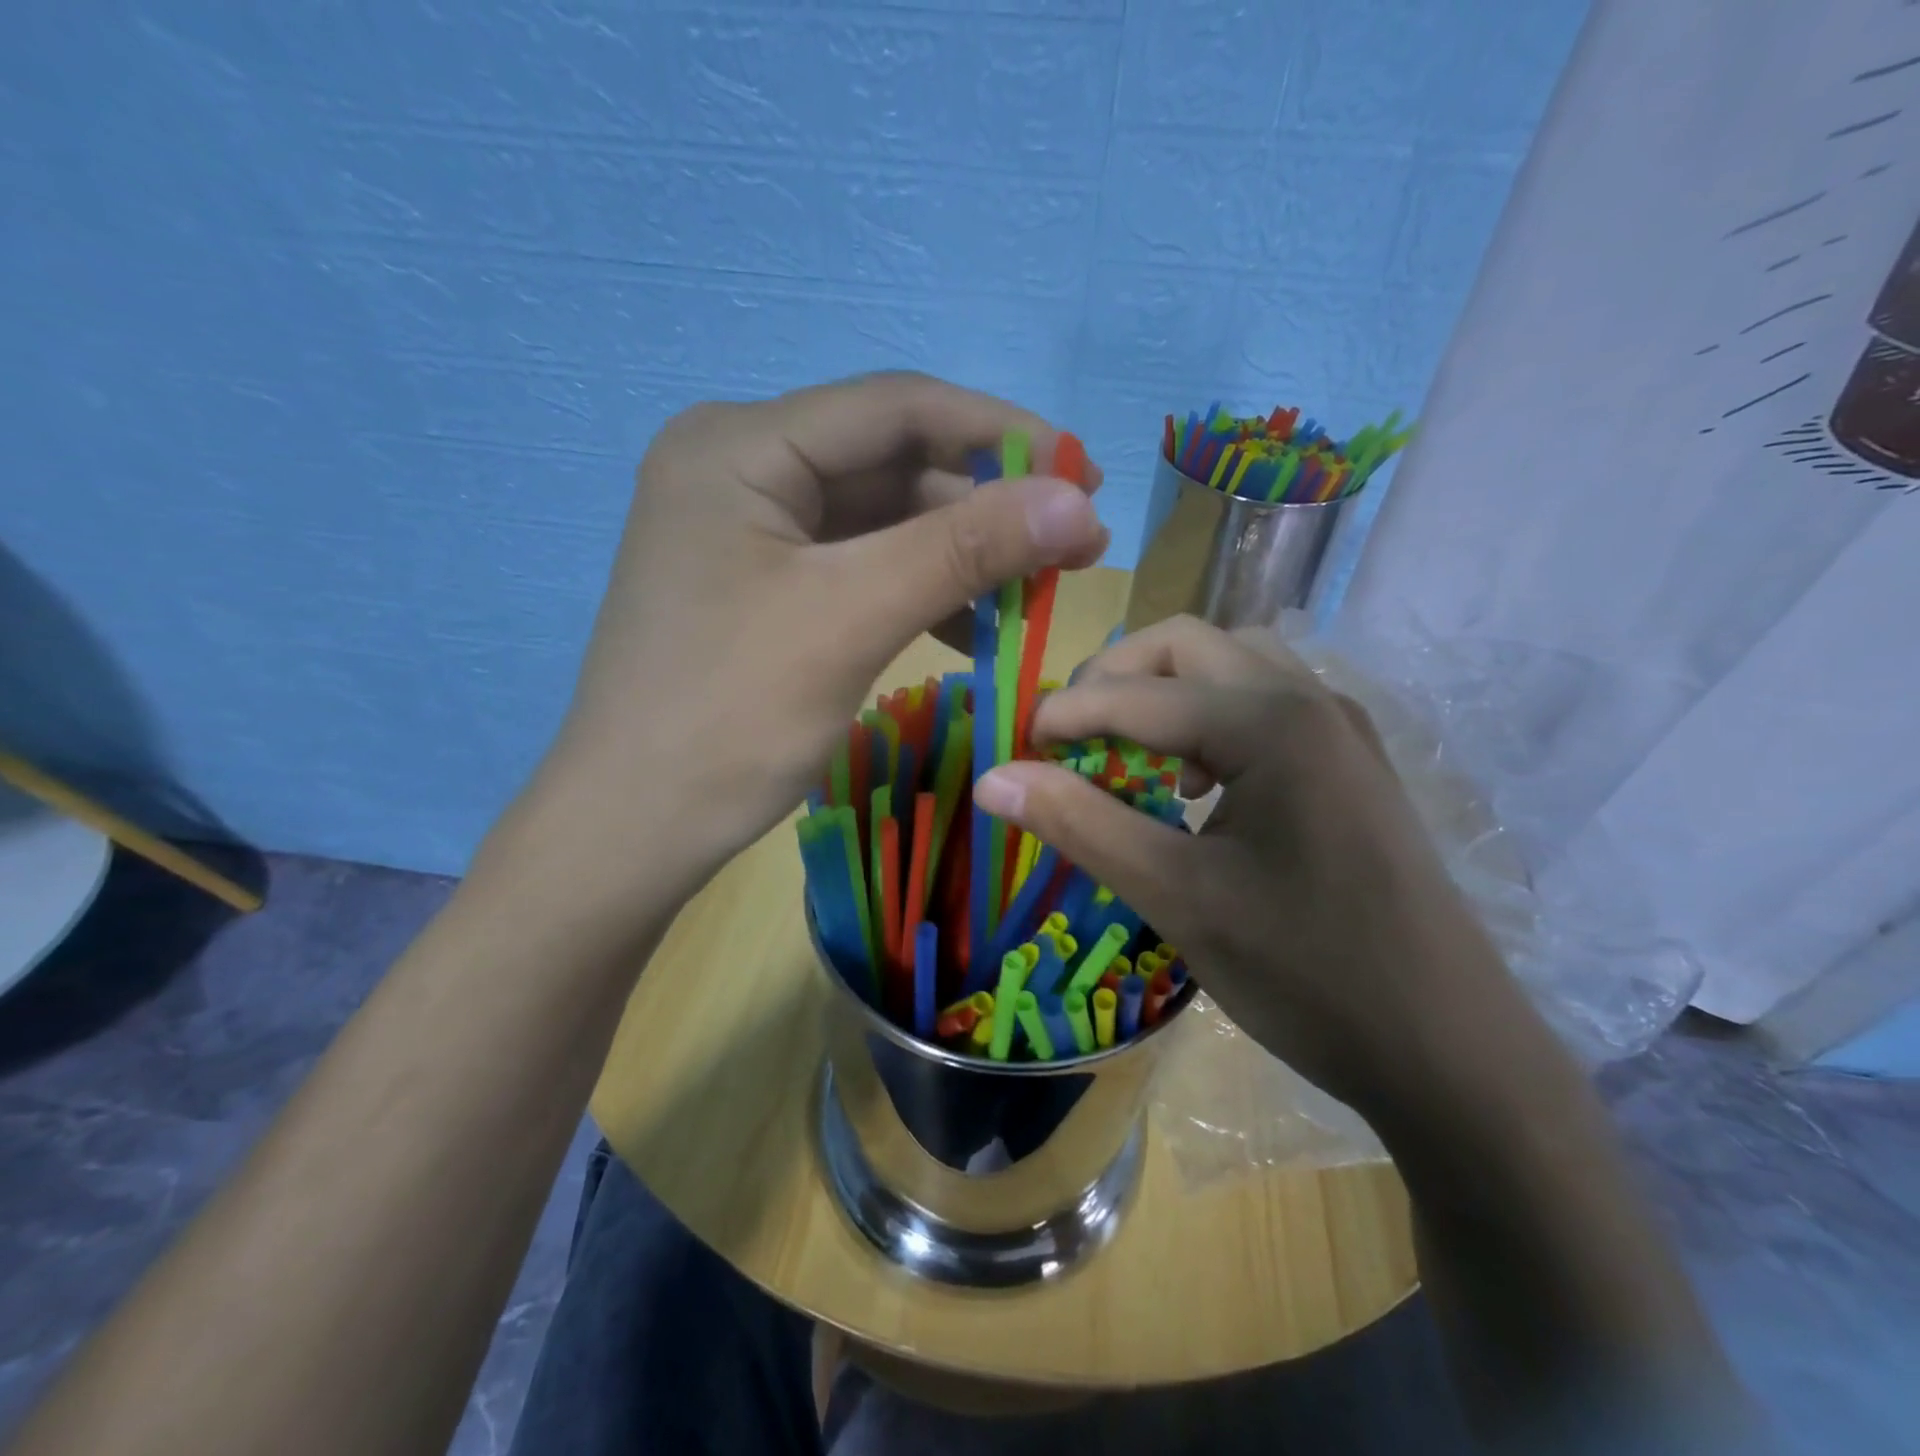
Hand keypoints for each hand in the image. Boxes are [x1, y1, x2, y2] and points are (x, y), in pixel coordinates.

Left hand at [510, 372, 1106, 921]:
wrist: (635, 827)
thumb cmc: (730, 717)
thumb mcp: (853, 617)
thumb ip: (966, 548)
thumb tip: (1082, 502)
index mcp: (740, 447)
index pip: (895, 407)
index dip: (1001, 434)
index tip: (1086, 476)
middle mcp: (739, 469)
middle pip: (891, 462)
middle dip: (986, 505)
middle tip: (1075, 547)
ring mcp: (748, 532)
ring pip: (882, 520)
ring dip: (960, 553)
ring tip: (1035, 592)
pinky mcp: (761, 586)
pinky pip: (859, 567)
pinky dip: (919, 590)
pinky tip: (972, 627)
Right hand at [971, 615, 1517, 1114]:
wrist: (1453, 1052)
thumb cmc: (1309, 973)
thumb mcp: (1178, 897)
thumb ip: (1081, 824)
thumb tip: (993, 778)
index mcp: (1271, 722)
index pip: (1136, 693)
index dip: (1063, 715)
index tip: (1013, 750)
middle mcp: (1310, 700)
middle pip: (1185, 645)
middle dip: (1112, 680)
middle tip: (1067, 740)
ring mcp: (1339, 728)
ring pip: (1228, 665)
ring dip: (1162, 693)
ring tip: (1129, 757)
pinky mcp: (1349, 763)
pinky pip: (1262, 703)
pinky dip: (1207, 719)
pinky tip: (1194, 786)